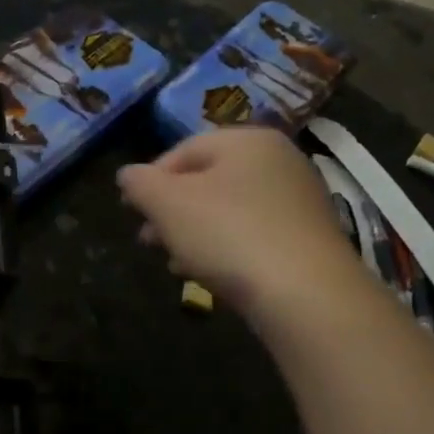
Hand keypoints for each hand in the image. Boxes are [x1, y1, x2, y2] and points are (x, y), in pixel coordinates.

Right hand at [117, 128, 362, 320]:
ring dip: (193, 233)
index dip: (149, 180)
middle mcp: (279, 160)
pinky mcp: (306, 237)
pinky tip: (208, 273)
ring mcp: (298, 199)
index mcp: (246, 140)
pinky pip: (251, 233)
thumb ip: (139, 184)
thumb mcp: (167, 204)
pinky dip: (224, 247)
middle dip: (170, 211)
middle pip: (207, 181)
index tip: (128, 211)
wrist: (304, 293)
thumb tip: (128, 175)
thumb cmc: (227, 234)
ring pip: (228, 210)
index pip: (183, 150)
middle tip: (147, 240)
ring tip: (174, 262)